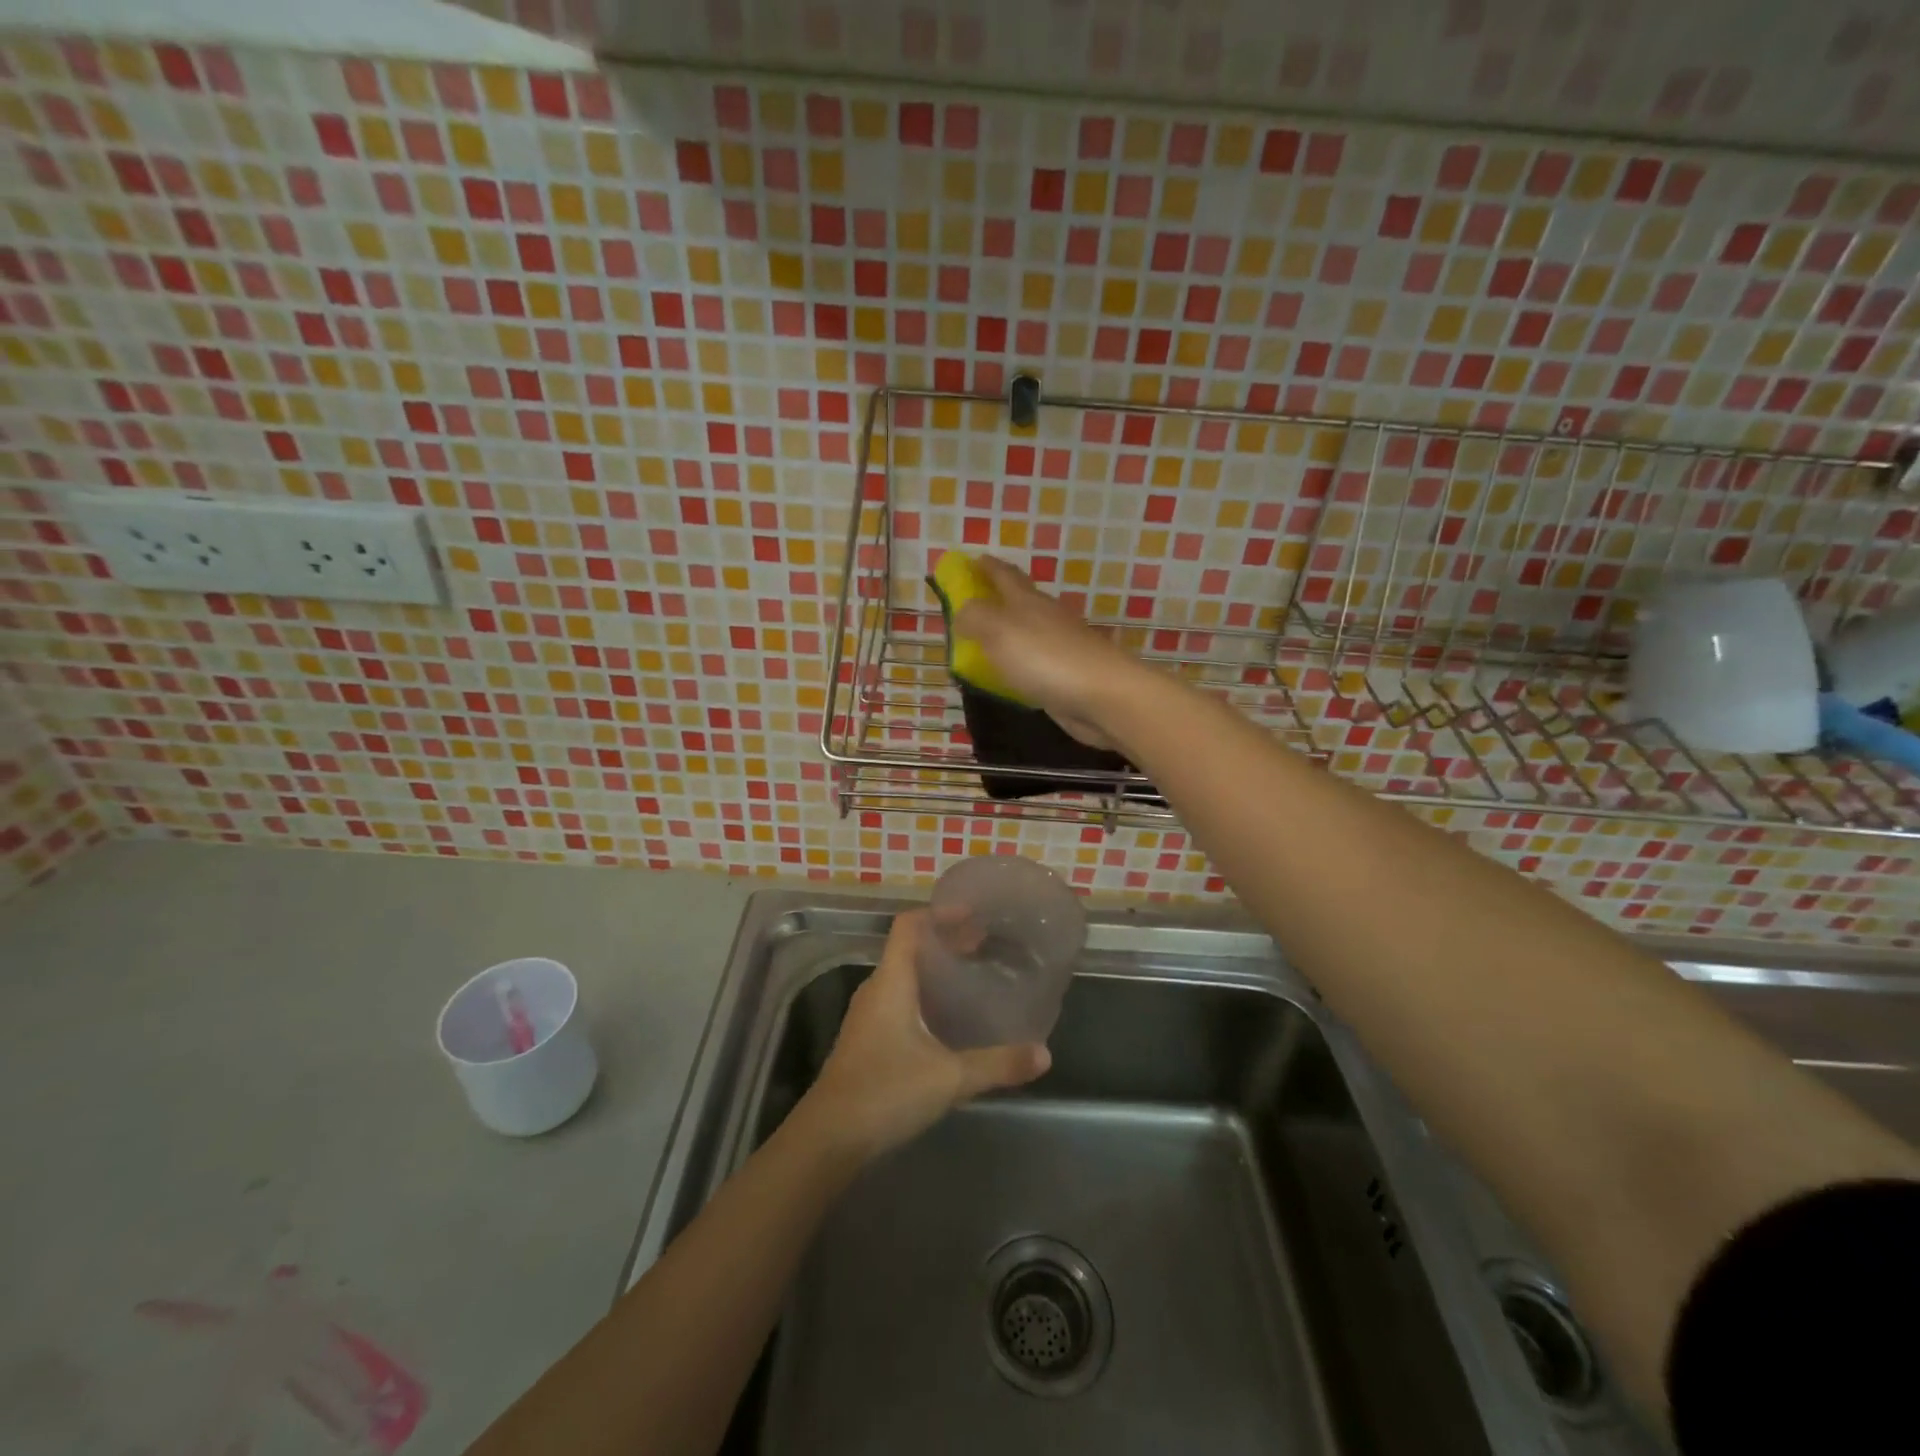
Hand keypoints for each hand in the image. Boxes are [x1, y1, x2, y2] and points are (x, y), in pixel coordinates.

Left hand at [799, 910, 1049, 1159]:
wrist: (828, 1139)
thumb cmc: (885, 1092)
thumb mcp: (949, 1078)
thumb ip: (997, 1064)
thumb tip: (1044, 1054)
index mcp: (891, 982)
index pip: (909, 926)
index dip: (939, 913)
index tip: (973, 914)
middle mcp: (876, 990)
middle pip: (909, 948)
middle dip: (946, 941)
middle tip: (984, 944)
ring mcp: (868, 1017)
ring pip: (904, 977)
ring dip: (935, 970)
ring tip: (972, 976)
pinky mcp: (867, 1041)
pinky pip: (899, 1001)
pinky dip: (925, 996)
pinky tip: (948, 1020)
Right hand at [951, 556, 1150, 747]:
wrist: (1103, 696)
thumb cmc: (1046, 657)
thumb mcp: (998, 631)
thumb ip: (974, 617)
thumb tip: (962, 611)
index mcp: (1028, 600)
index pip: (1004, 575)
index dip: (987, 566)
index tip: (971, 560)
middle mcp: (1046, 618)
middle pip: (1019, 602)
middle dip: (996, 599)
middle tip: (971, 604)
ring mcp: (1060, 647)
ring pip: (1027, 634)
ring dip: (1007, 634)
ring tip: (983, 643)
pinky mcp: (1067, 676)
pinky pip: (1034, 664)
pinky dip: (1018, 664)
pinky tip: (1009, 676)